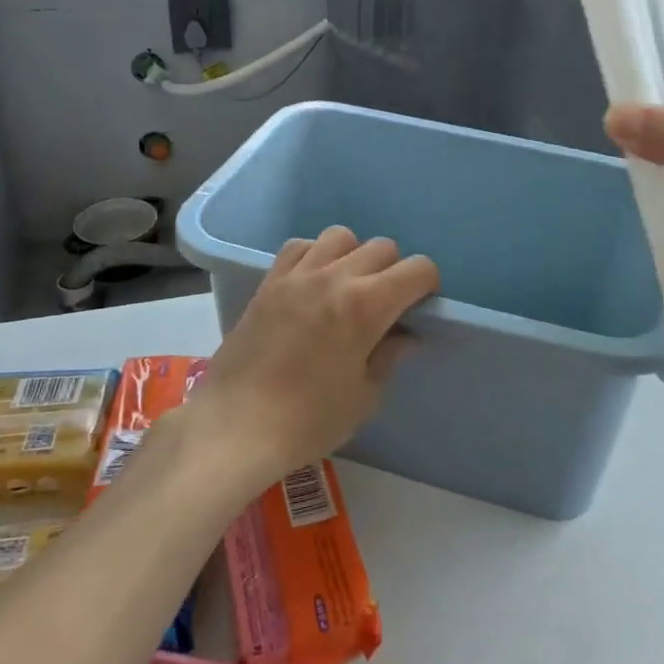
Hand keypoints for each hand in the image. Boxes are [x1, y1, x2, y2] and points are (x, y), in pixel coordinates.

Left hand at [188, 226, 438, 489]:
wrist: (236, 426)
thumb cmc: (308, 420)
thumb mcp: (364, 396)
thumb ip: (389, 356)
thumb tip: (405, 335)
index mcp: (366, 305)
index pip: (417, 269)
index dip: (428, 286)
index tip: (420, 308)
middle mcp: (334, 277)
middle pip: (382, 247)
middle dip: (394, 272)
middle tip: (386, 306)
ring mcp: (297, 275)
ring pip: (341, 236)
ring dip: (354, 256)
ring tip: (347, 289)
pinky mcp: (269, 281)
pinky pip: (299, 246)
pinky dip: (315, 255)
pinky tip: (312, 283)